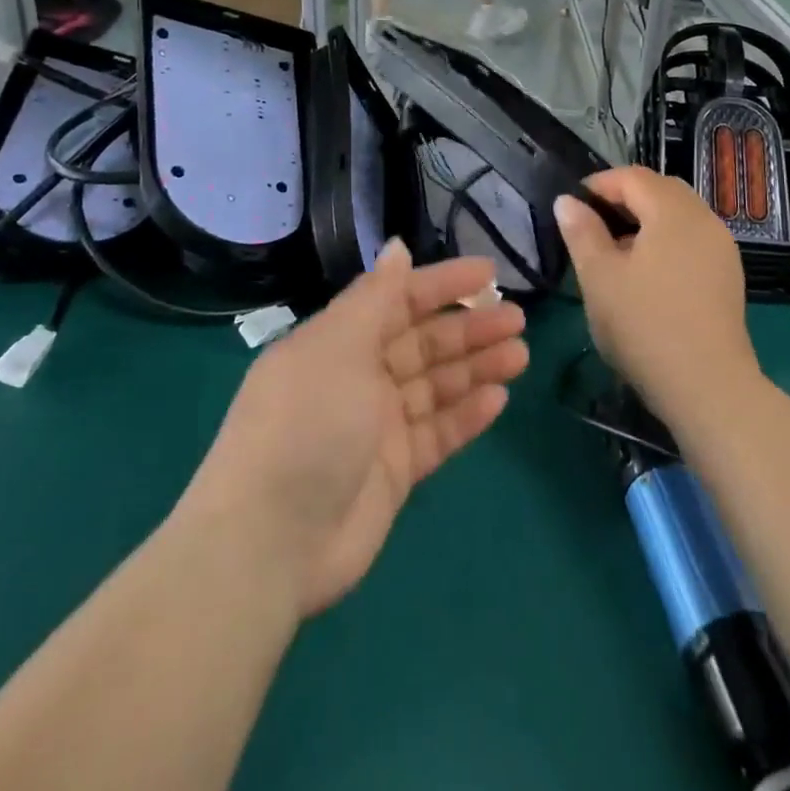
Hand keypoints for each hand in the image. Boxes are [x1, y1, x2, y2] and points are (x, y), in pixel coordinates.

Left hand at [185, 242, 526, 617]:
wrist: (270, 543)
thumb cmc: (305, 424)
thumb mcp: (336, 346)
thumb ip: (375, 297)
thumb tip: (397, 246)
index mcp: (337, 342)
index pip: (398, 300)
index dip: (443, 284)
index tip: (489, 274)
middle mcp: (358, 378)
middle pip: (424, 343)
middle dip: (469, 328)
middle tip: (517, 320)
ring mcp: (377, 427)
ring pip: (437, 385)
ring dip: (477, 368)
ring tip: (519, 355)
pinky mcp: (395, 471)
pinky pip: (438, 432)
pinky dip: (467, 415)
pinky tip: (498, 399)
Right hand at [554, 167, 760, 423]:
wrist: (708, 387)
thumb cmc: (645, 326)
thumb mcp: (599, 278)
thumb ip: (582, 232)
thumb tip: (567, 201)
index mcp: (673, 211)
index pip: (633, 177)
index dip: (599, 184)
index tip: (572, 207)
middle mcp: (704, 219)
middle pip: (661, 190)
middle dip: (625, 198)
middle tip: (592, 226)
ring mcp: (722, 248)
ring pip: (680, 215)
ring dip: (647, 220)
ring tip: (616, 252)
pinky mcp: (728, 275)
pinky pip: (693, 239)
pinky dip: (667, 240)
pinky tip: (648, 274)